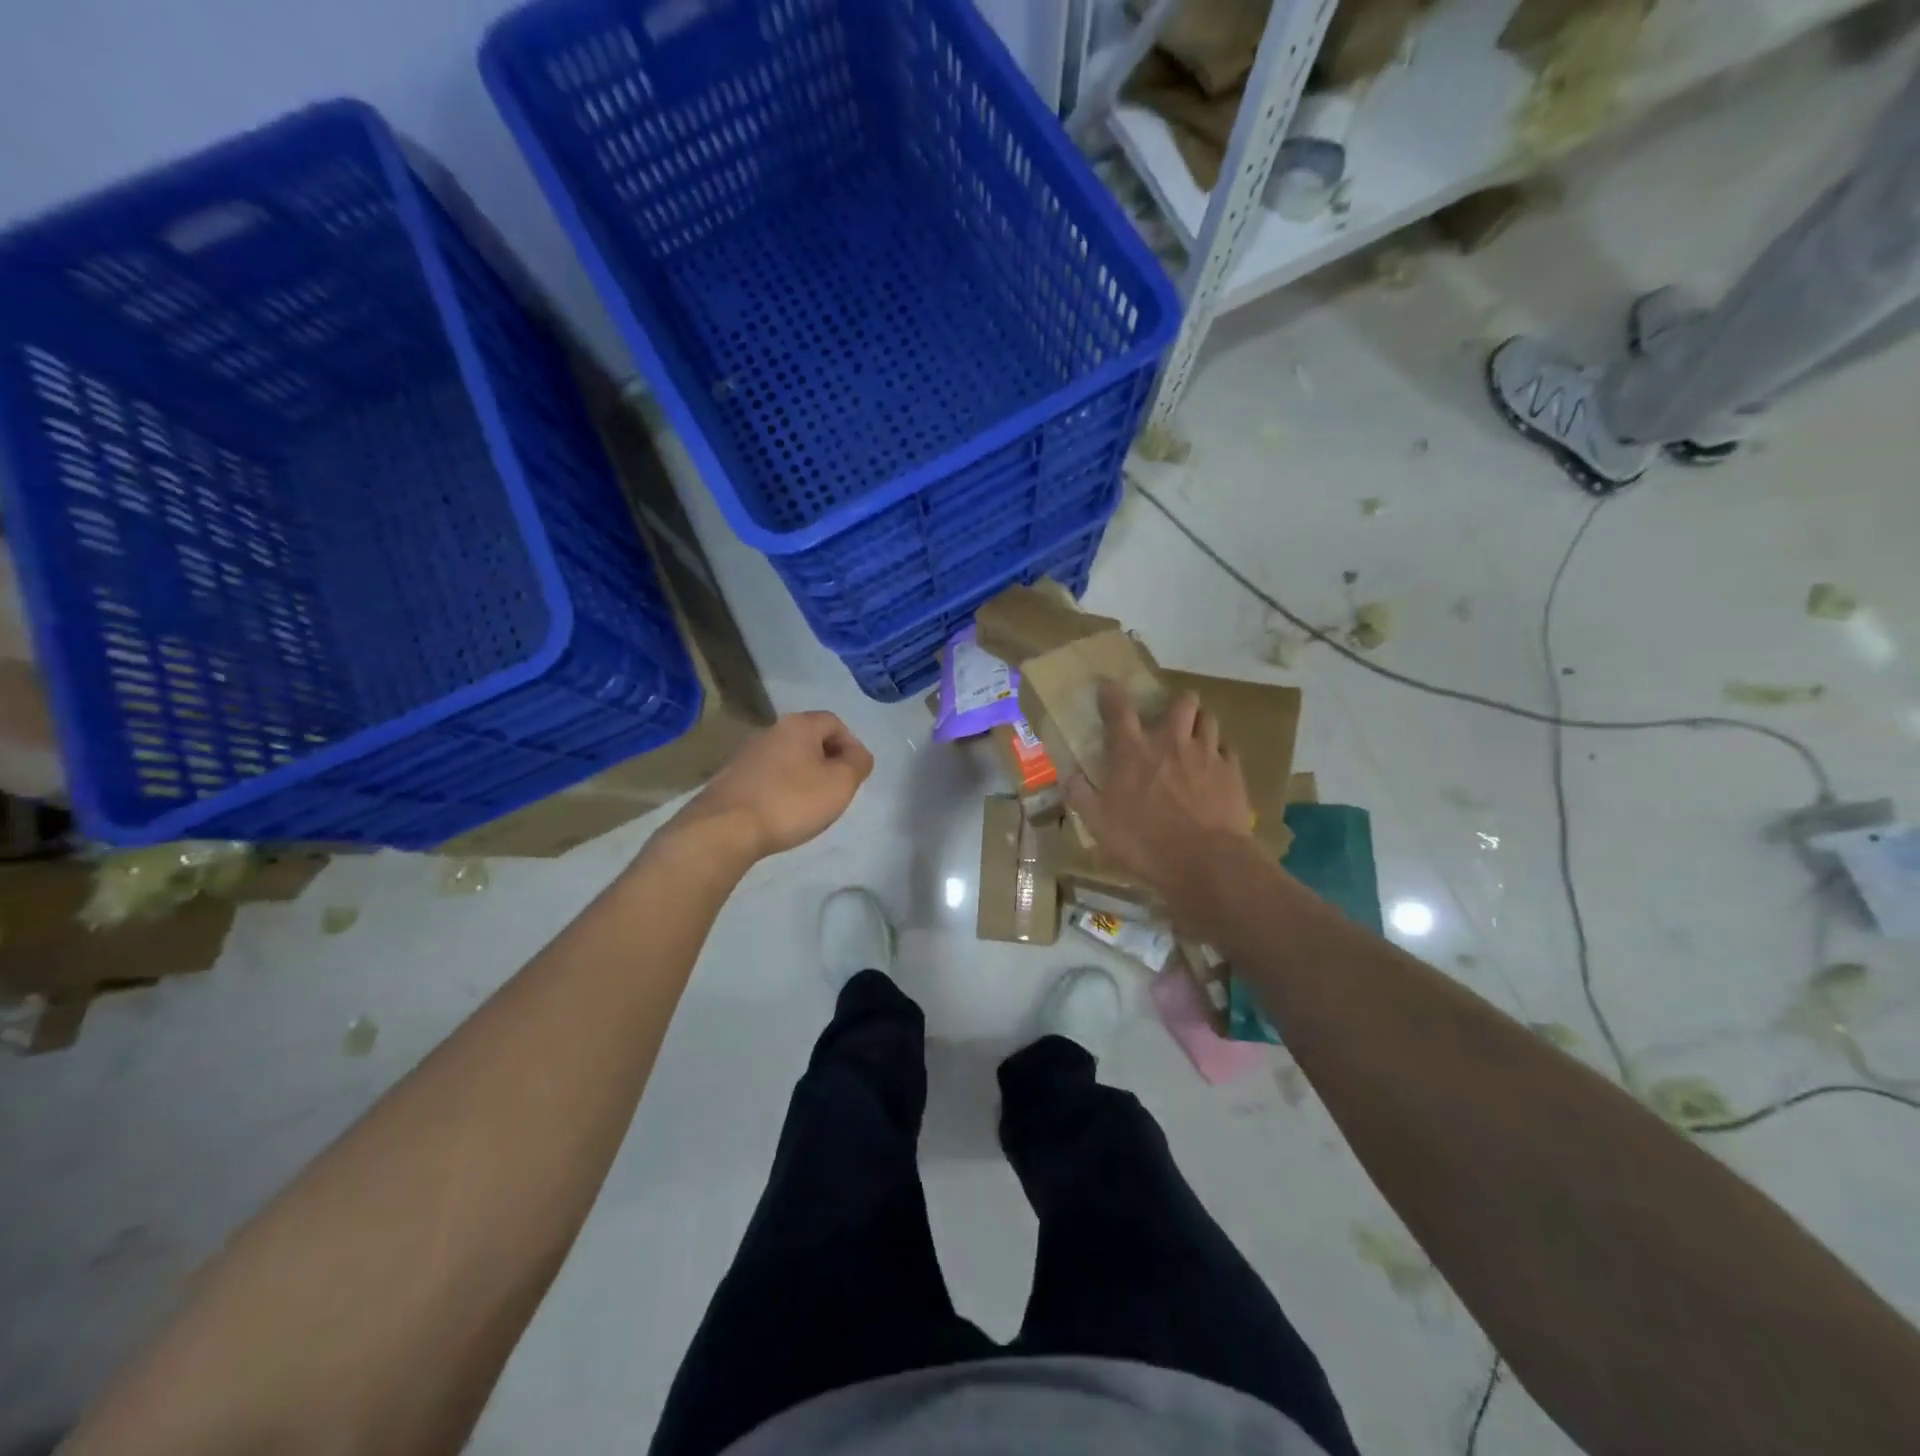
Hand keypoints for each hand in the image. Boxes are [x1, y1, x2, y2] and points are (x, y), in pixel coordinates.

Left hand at [673, 711, 874, 861]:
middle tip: (836, 790)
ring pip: (788, 758)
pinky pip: (768, 776)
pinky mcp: (731, 777)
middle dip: (828, 761)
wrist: (725, 828)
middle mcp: (771, 731)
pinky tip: (783, 812)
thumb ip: (858, 763)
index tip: (855, 774)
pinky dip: (782, 789)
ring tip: (811, 805)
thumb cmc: (792, 801)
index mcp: (799, 725)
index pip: (834, 723)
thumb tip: (858, 754)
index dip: (851, 745)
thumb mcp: (840, 783)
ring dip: (804, 775)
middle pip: (810, 738)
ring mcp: (747, 753)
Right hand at [1065, 680, 1255, 891]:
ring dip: (1199, 722)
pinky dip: (1220, 750)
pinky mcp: (1232, 771)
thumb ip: (1079, 794)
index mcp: (1132, 752)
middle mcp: (1170, 742)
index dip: (1112, 692)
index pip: (1119, 709)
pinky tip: (1216, 763)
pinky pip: (1228, 747)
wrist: (1204, 861)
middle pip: (1181, 701)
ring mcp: (1205, 753)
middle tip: (1169, 716)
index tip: (1108, 684)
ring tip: (1195, 734)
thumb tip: (1066, 774)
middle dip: (1175, 701)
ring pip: (1209, 718)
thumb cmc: (1143, 841)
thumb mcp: (1098, 823)